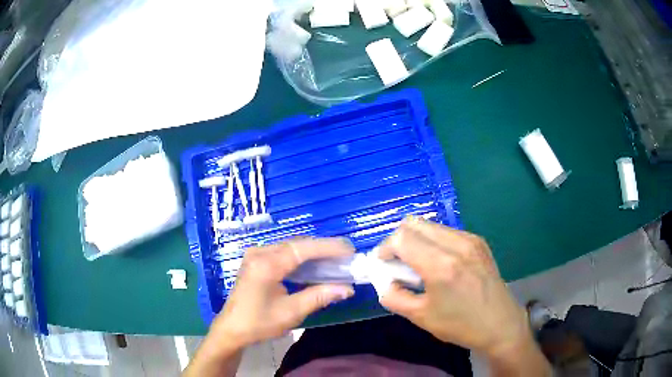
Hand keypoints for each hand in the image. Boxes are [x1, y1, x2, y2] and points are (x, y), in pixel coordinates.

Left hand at [209, 238, 355, 349]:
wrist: (232, 329)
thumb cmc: (259, 323)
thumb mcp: (291, 312)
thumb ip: (319, 297)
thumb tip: (348, 289)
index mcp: (267, 265)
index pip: (302, 249)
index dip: (328, 247)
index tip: (349, 250)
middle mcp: (260, 253)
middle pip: (297, 245)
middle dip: (323, 249)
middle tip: (346, 256)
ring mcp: (256, 255)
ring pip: (290, 247)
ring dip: (313, 252)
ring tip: (335, 259)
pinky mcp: (256, 260)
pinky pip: (283, 253)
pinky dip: (300, 258)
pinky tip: (313, 265)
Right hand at [378, 217, 532, 359]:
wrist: (500, 324)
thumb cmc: (460, 325)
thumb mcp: (420, 317)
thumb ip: (393, 296)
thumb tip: (383, 281)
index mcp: (441, 265)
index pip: (401, 238)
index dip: (385, 249)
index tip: (383, 265)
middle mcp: (456, 244)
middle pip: (414, 223)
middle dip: (398, 240)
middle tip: (397, 263)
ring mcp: (470, 239)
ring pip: (430, 225)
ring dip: (416, 239)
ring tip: (418, 264)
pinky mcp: (478, 241)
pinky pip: (446, 231)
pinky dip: (432, 241)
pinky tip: (438, 263)